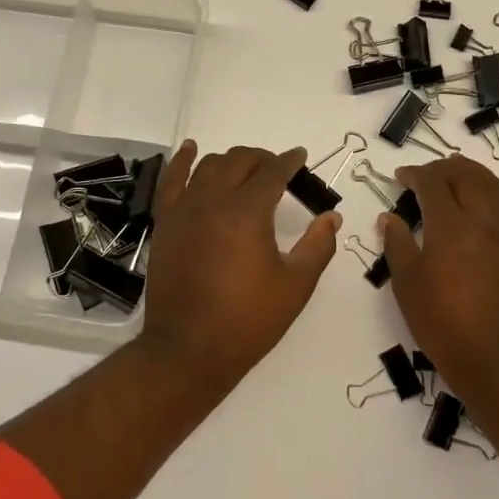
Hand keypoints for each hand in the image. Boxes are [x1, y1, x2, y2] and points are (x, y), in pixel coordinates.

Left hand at [138, 141, 339, 391]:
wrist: (188, 350)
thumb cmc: (247, 321)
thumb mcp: (295, 286)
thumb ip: (318, 246)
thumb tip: (332, 217)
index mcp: (248, 212)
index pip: (273, 171)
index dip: (289, 161)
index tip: (300, 157)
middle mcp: (214, 200)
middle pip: (240, 160)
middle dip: (262, 158)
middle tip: (277, 170)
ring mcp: (185, 208)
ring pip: (208, 165)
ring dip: (231, 161)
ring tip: (244, 169)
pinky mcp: (165, 221)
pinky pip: (171, 179)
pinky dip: (182, 160)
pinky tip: (190, 149)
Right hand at [380, 157, 498, 404]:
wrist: (498, 363)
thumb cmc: (444, 326)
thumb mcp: (407, 287)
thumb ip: (398, 245)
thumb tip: (390, 217)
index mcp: (448, 228)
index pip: (431, 184)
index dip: (415, 174)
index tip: (401, 178)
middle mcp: (481, 221)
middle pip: (463, 177)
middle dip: (443, 168)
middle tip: (427, 174)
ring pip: (495, 187)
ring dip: (475, 171)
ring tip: (460, 165)